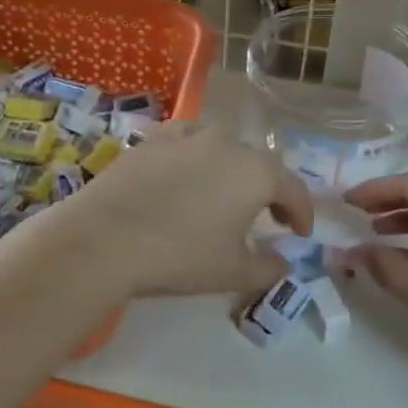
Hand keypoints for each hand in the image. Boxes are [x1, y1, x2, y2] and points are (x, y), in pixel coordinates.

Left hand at [68, 123, 313, 299]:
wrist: (105, 237)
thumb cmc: (179, 255)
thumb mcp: (233, 272)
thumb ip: (268, 266)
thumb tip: (283, 261)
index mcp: (255, 172)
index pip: (293, 189)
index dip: (302, 213)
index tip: (299, 235)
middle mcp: (227, 143)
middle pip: (259, 165)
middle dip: (269, 190)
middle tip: (268, 217)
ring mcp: (187, 135)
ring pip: (223, 148)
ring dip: (232, 170)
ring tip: (225, 195)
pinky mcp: (153, 138)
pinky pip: (187, 143)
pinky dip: (196, 159)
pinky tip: (185, 177)